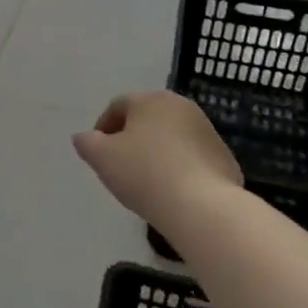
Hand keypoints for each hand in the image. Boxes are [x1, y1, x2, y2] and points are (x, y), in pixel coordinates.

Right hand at [72, 91, 242, 223]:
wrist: (202, 206)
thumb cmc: (145, 174)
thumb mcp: (102, 158)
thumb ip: (87, 143)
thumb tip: (83, 137)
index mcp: (151, 100)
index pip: (118, 106)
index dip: (103, 128)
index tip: (97, 153)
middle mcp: (181, 107)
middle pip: (148, 119)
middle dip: (132, 139)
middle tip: (120, 166)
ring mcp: (207, 131)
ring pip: (172, 137)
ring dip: (157, 153)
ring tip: (147, 182)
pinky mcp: (224, 158)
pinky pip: (193, 158)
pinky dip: (180, 168)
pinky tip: (172, 191)